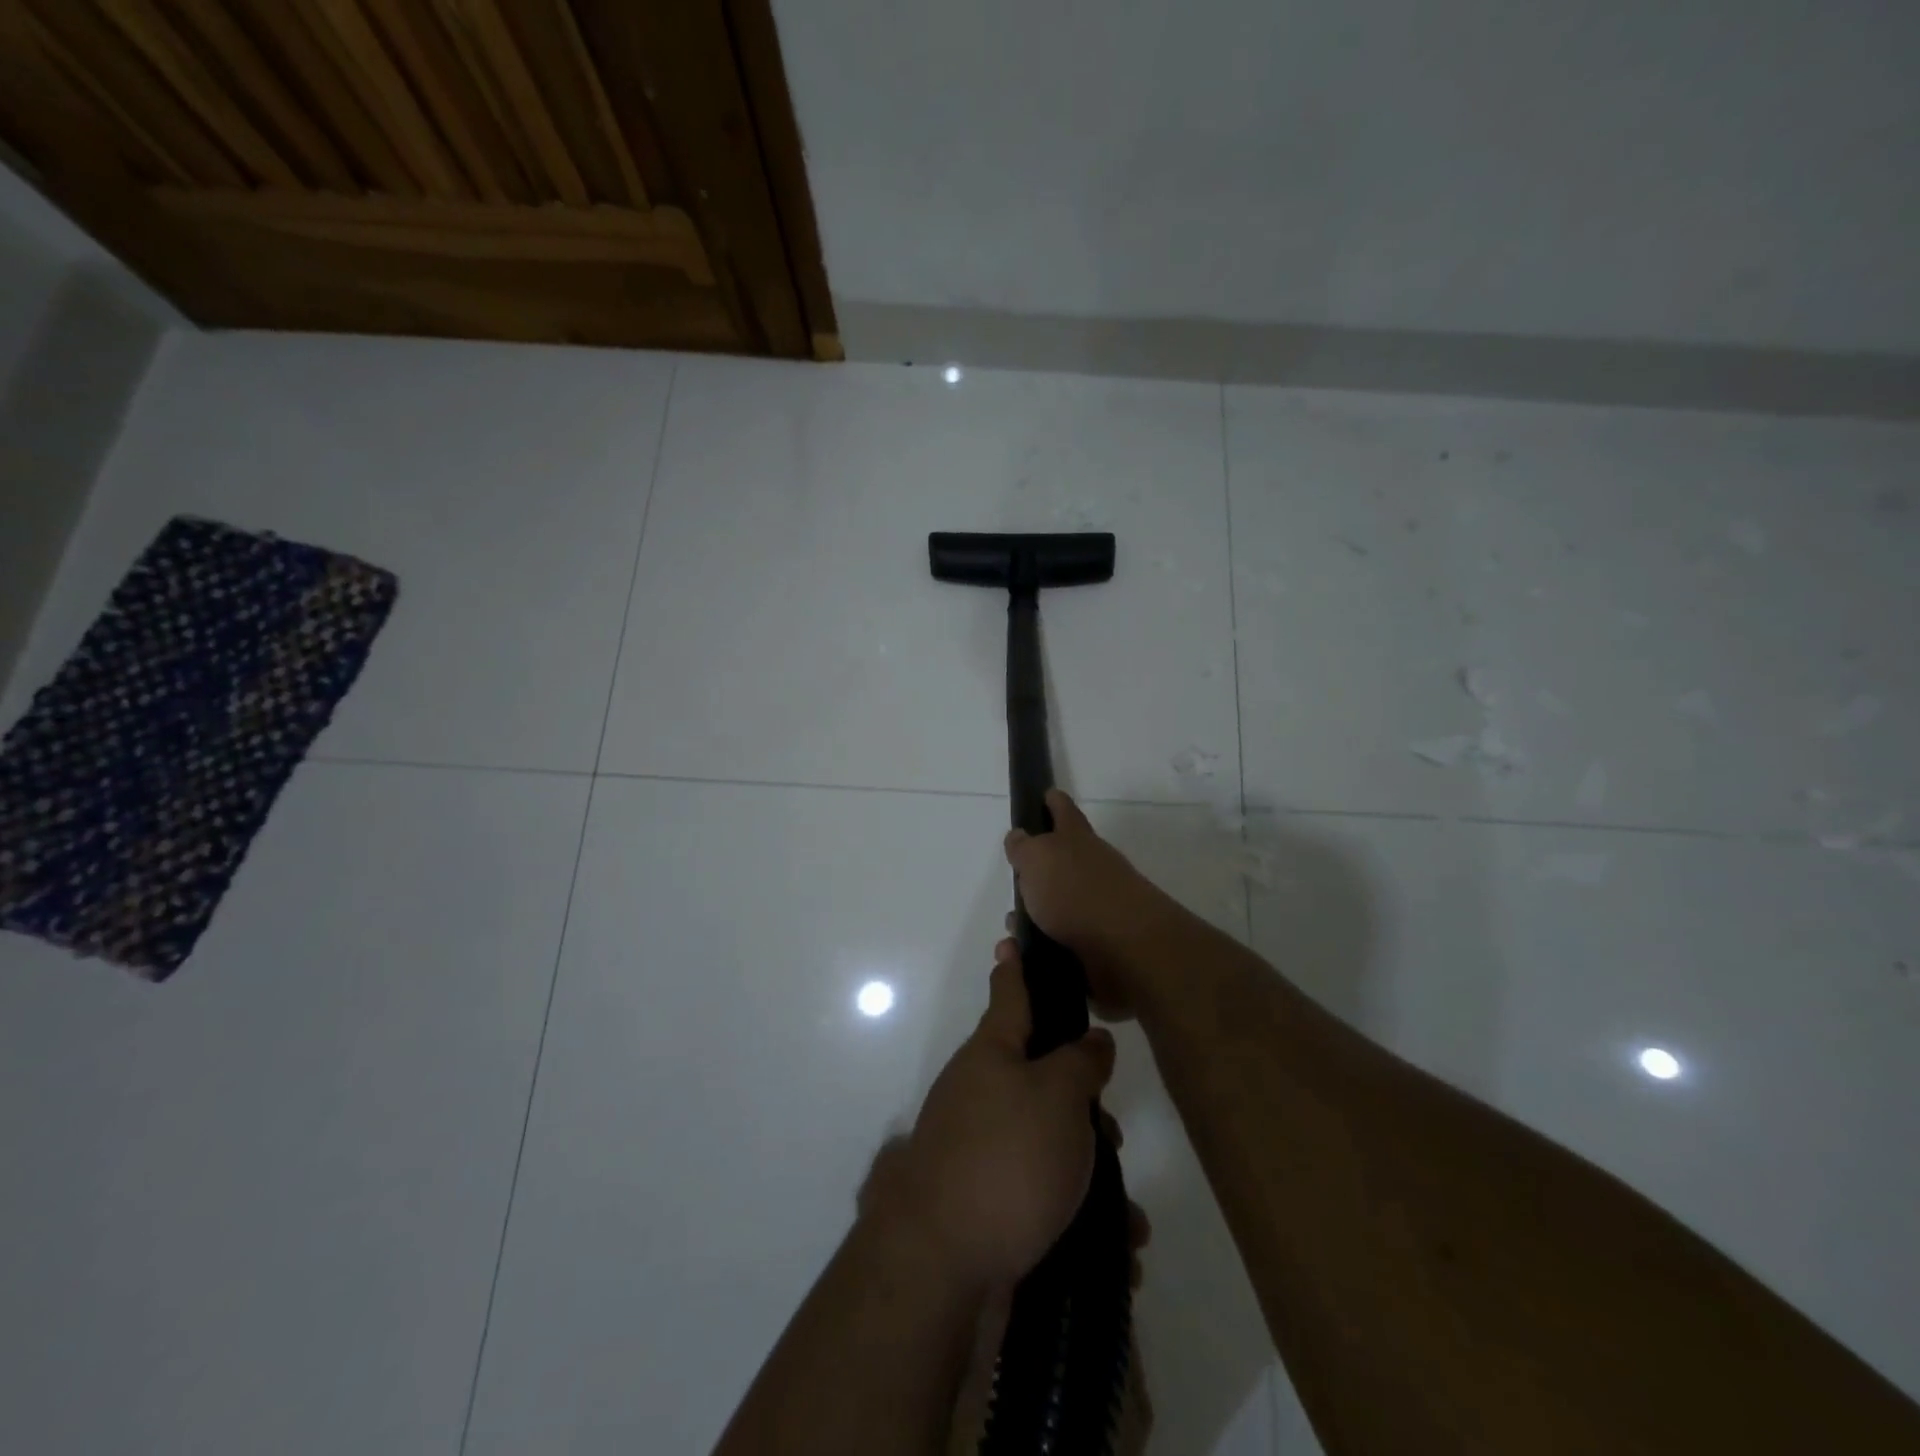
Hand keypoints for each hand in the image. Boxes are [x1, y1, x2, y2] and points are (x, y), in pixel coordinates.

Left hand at [878, 946, 1117, 1288]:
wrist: (941, 1266)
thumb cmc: (1006, 1159)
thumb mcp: (1057, 1096)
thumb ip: (1080, 1061)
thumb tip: (1090, 1039)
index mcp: (992, 1053)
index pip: (1008, 993)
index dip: (1015, 965)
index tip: (1011, 938)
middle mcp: (980, 1092)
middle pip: (1039, 1075)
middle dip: (1082, 1102)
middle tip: (1111, 1132)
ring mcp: (979, 1148)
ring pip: (1048, 1141)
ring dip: (1089, 1171)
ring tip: (1126, 1215)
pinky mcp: (986, 1202)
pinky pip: (1042, 1195)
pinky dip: (1078, 1217)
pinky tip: (1114, 1252)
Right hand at [1003, 789, 1178, 1018]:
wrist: (1125, 948)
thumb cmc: (1075, 891)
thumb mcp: (1037, 858)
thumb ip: (1024, 847)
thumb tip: (1020, 836)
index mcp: (1077, 839)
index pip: (1064, 810)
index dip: (1054, 802)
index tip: (1046, 795)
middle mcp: (1094, 867)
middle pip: (1066, 859)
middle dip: (1042, 868)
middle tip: (1017, 877)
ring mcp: (1102, 906)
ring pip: (1064, 903)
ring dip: (1040, 913)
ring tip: (1014, 927)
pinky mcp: (1102, 943)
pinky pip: (1067, 939)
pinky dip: (1048, 944)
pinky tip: (1029, 954)